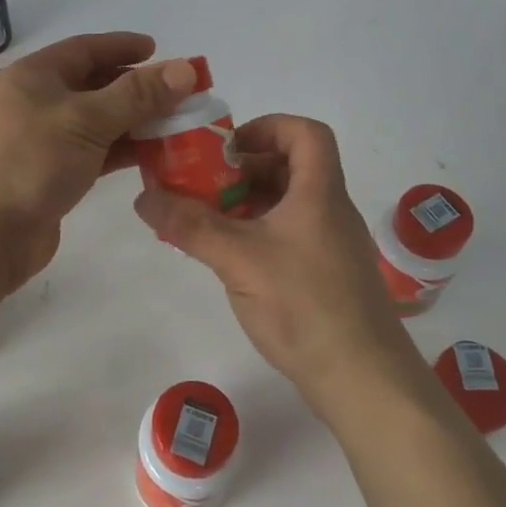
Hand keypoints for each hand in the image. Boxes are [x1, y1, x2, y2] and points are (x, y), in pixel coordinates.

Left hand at [0, 32, 197, 291]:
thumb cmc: (28, 162)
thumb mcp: (87, 120)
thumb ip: (138, 95)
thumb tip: (186, 68)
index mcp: (34, 76)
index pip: (85, 49)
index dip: (123, 47)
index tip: (160, 51)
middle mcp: (35, 103)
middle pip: (93, 86)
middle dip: (136, 89)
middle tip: (179, 94)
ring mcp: (40, 142)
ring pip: (95, 123)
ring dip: (133, 123)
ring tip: (176, 126)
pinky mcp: (48, 177)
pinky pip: (92, 154)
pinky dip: (120, 152)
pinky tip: (151, 157)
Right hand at [133, 114, 419, 406]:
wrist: (363, 379)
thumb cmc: (304, 305)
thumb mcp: (238, 259)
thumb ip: (189, 225)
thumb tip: (142, 197)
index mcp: (319, 192)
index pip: (306, 133)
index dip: (267, 127)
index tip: (228, 149)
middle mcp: (330, 211)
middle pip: (291, 168)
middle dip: (244, 170)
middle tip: (204, 186)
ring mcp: (332, 245)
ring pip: (288, 205)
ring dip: (247, 204)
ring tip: (207, 221)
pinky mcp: (327, 276)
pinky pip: (289, 236)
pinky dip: (258, 234)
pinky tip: (230, 259)